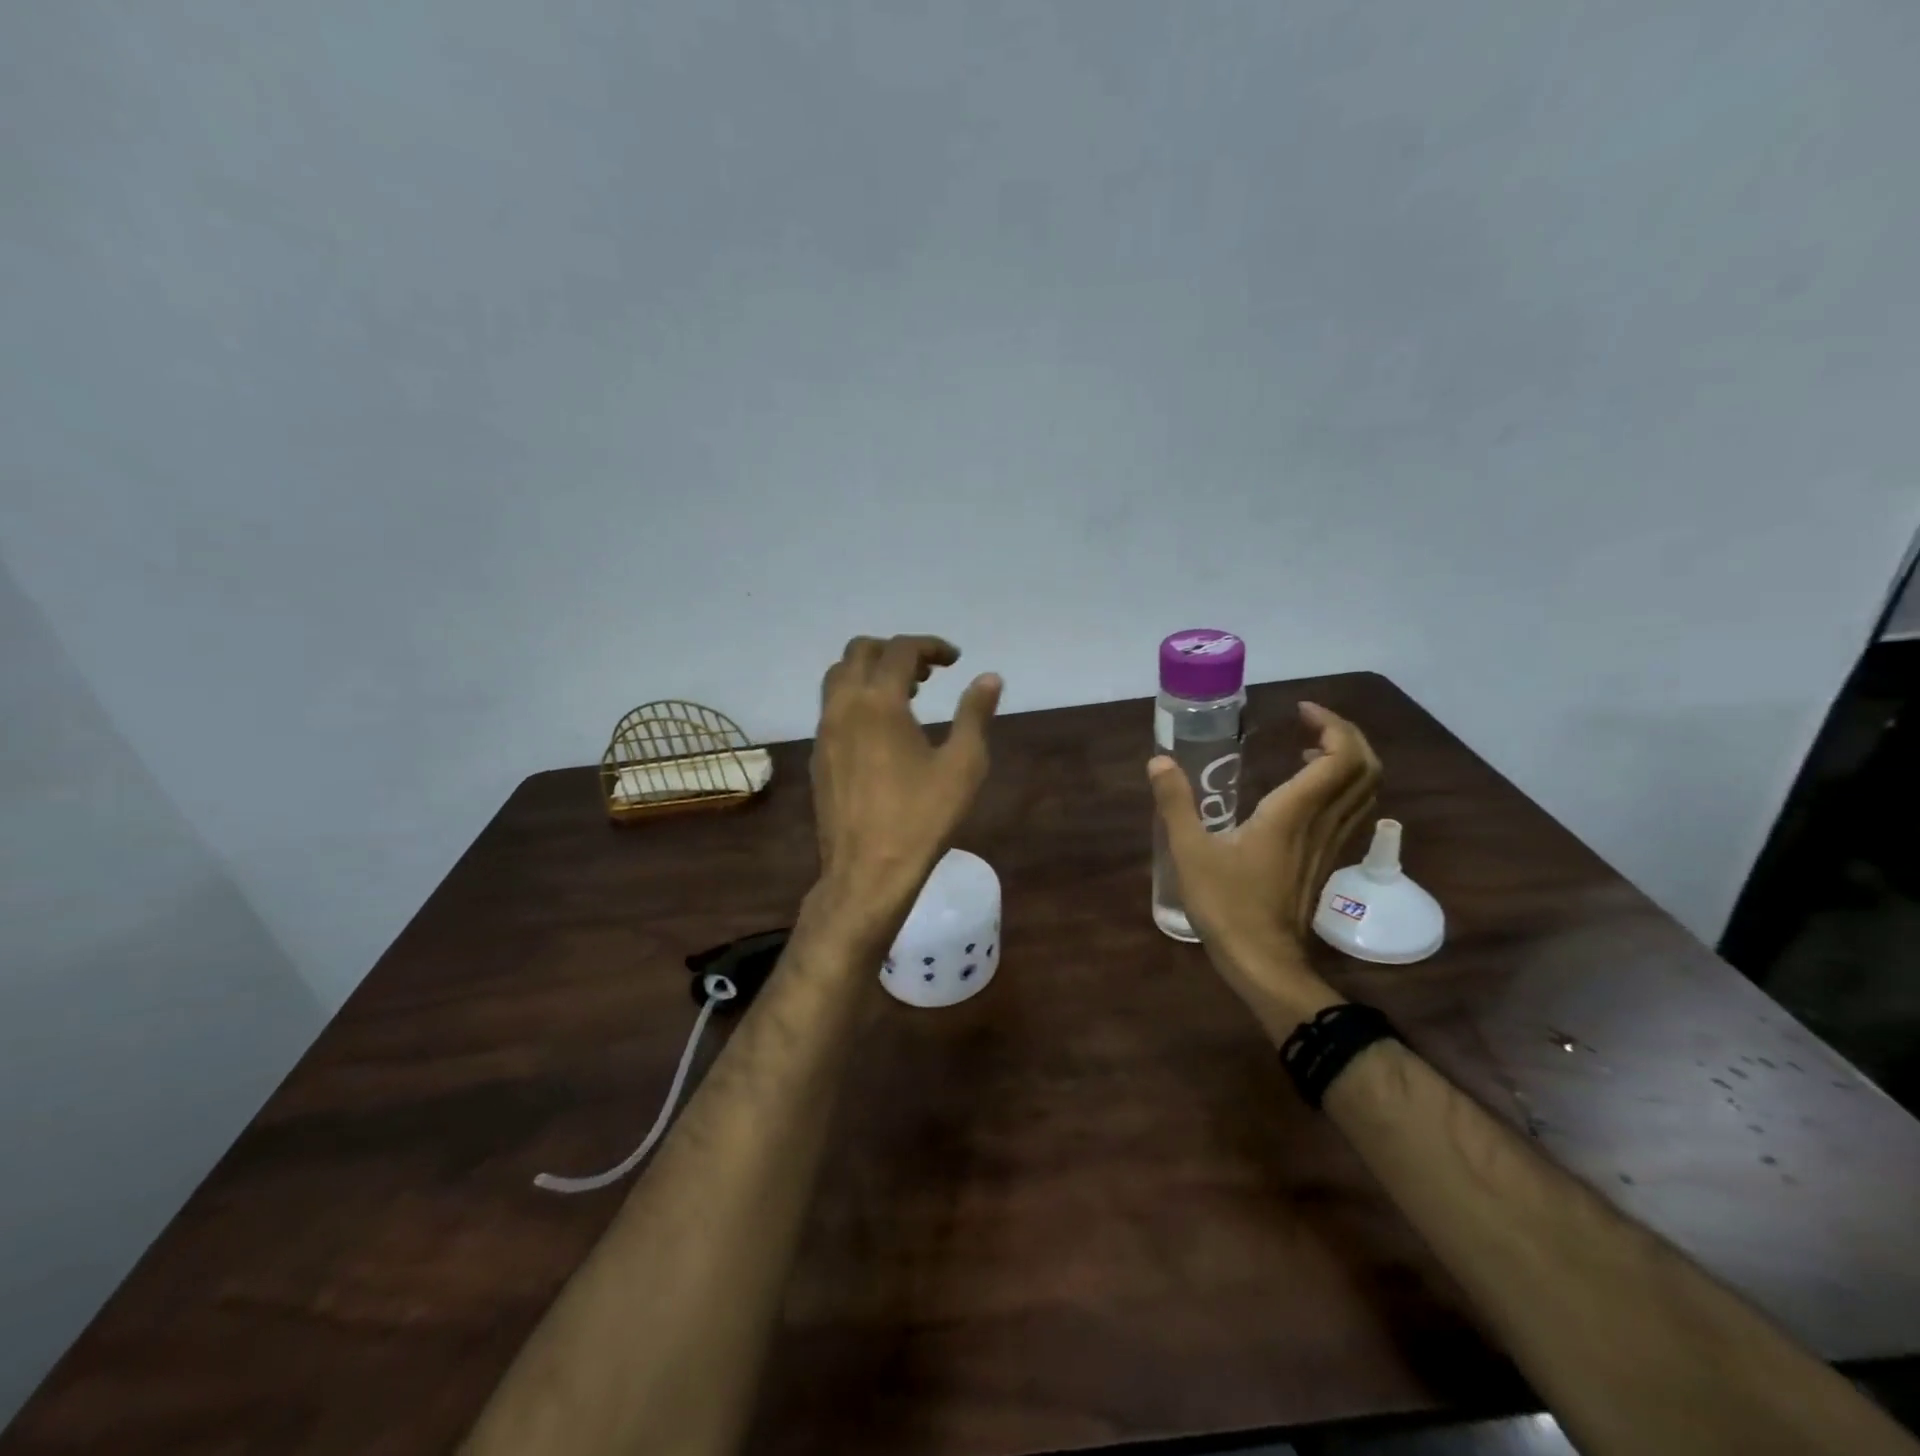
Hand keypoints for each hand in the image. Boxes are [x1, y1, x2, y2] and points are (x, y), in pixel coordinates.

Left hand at [811, 635, 1001, 922]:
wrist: (867, 872)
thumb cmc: (921, 818)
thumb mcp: (963, 766)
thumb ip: (975, 714)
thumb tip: (989, 678)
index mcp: (879, 702)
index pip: (901, 650)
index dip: (931, 646)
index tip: (955, 660)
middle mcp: (844, 706)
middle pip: (860, 651)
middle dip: (896, 651)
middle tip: (929, 673)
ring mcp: (824, 731)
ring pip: (839, 677)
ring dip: (871, 671)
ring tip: (907, 694)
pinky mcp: (818, 755)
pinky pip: (832, 706)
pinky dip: (856, 697)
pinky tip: (882, 728)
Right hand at [1149, 702, 1379, 1021]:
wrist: (1262, 961)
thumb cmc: (1227, 906)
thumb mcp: (1190, 852)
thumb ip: (1175, 804)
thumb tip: (1159, 761)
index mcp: (1294, 814)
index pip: (1341, 757)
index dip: (1332, 725)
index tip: (1300, 711)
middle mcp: (1322, 823)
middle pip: (1365, 768)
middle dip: (1346, 735)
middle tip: (1309, 723)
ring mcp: (1329, 843)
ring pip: (1364, 791)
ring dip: (1347, 759)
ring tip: (1309, 747)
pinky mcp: (1325, 859)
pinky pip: (1350, 810)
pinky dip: (1340, 785)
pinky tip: (1304, 789)